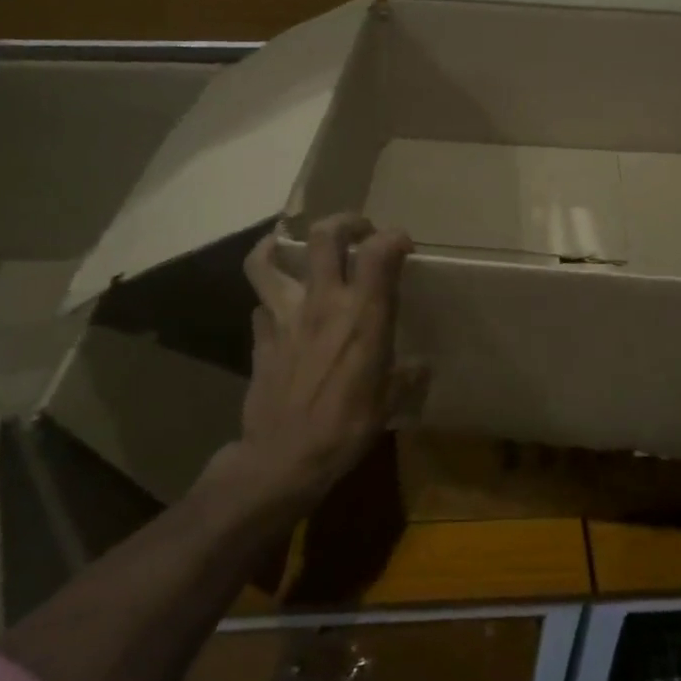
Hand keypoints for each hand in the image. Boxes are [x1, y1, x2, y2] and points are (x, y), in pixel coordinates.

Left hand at [225, 213, 422, 514]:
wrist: (283, 458)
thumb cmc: (346, 428)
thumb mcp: (389, 403)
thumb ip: (406, 377)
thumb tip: (420, 368)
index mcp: (363, 315)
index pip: (379, 250)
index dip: (394, 237)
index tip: (403, 246)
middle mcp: (323, 302)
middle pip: (324, 236)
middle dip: (344, 222)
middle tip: (358, 231)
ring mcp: (284, 315)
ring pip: (267, 260)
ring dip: (278, 245)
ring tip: (292, 246)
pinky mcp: (261, 337)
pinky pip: (260, 304)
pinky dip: (270, 300)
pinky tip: (280, 310)